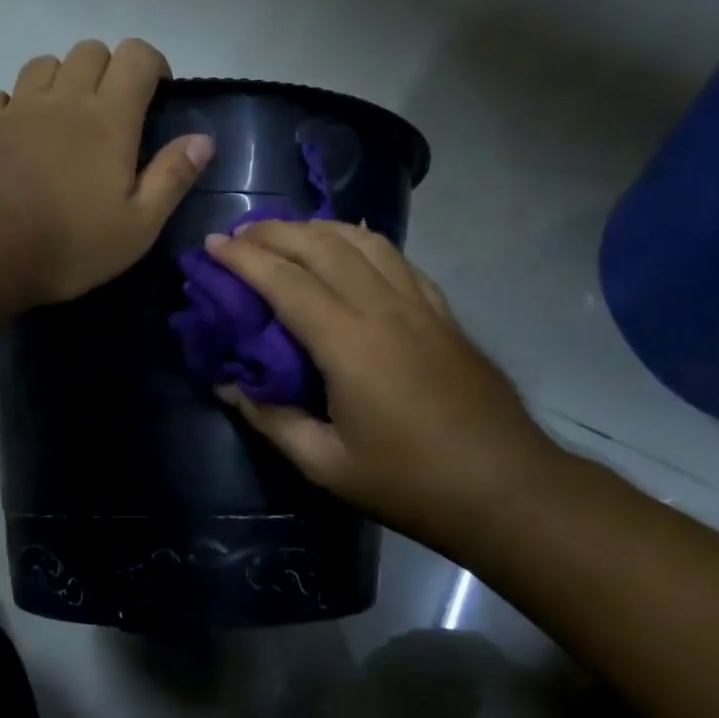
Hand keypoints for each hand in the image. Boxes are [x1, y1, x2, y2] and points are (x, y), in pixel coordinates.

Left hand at [0, 39, 213, 303]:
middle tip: (113, 112)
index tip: (158, 94)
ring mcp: (17, 108)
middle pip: (90, 50)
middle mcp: (63, 99)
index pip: (136, 56)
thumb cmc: (69, 244)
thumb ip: (172, 177)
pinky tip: (17, 133)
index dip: (153, 64)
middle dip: (109, 70)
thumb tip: (203, 139)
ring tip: (65, 119)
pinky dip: (13, 104)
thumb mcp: (138, 226)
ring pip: (44, 64)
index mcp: (108, 118)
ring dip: (61, 80)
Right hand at [207, 220, 564, 547]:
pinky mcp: (442, 311)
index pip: (285, 281)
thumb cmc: (411, 483)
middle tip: (238, 235)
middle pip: (321, 246)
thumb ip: (270, 419)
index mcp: (349, 343)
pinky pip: (395, 257)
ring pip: (361, 241)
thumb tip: (227, 384)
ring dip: (316, 228)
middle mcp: (383, 308)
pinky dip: (360, 241)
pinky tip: (346, 249)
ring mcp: (419, 304)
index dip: (243, 259)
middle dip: (273, 232)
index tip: (210, 245)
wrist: (508, 489)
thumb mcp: (326, 464)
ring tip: (284, 234)